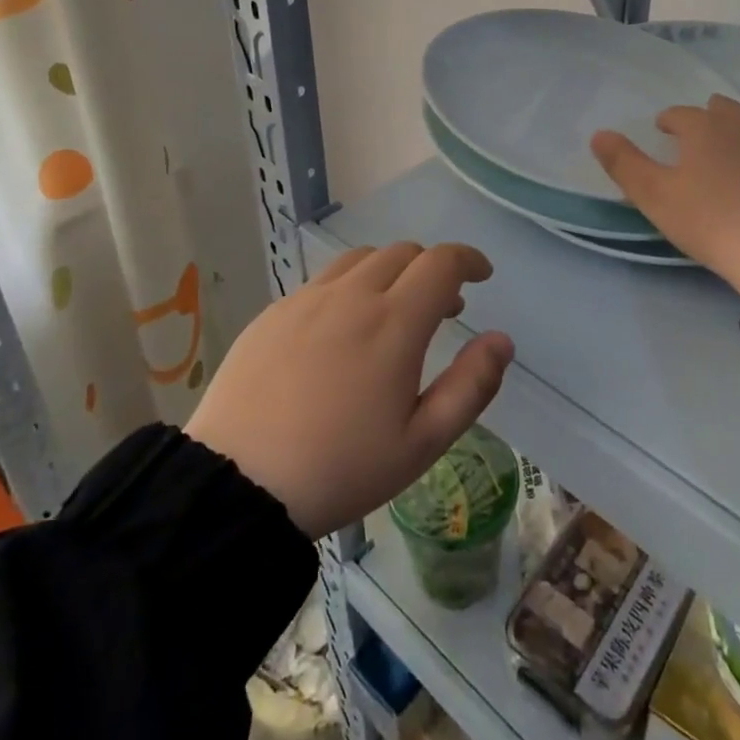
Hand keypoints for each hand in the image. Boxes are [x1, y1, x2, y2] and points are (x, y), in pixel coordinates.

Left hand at [185, 242, 513, 537]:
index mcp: (394, 322)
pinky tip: (341, 330)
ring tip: (393, 312)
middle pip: (403, 253)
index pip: (441, 262)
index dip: (469, 259)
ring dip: (390, 272)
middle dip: (432, 269)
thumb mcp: (422, 443)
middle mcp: (352, 296)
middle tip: (442, 307)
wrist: (237, 486)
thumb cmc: (341, 469)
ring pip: (361, 260)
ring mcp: (307, 300)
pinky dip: (350, 288)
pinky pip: (323, 281)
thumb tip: (502, 340)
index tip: (482, 275)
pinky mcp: (273, 313)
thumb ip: (471, 386)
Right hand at [592, 96, 739, 297]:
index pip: (680, 113)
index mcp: (705, 126)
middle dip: (705, 119)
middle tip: (696, 143)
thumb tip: (598, 134)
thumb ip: (624, 163)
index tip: (663, 132)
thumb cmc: (713, 221)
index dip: (668, 122)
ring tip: (733, 150)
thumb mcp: (656, 197)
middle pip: (721, 108)